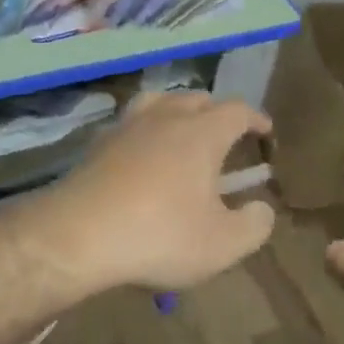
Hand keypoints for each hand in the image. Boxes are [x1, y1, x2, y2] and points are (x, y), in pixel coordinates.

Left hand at [39, 91, 274, 291]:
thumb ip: (254, 225)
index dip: (256, 119)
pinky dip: (144, 129)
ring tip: (182, 131)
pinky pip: (130, 123)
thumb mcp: (222, 244)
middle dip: (217, 112)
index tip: (265, 131)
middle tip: (226, 136)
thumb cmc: (159, 236)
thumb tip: (262, 208)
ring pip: (159, 101)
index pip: (237, 111)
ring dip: (177, 110)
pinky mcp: (98, 144)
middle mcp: (165, 118)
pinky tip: (142, 152)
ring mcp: (127, 126)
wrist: (77, 236)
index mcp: (201, 133)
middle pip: (197, 98)